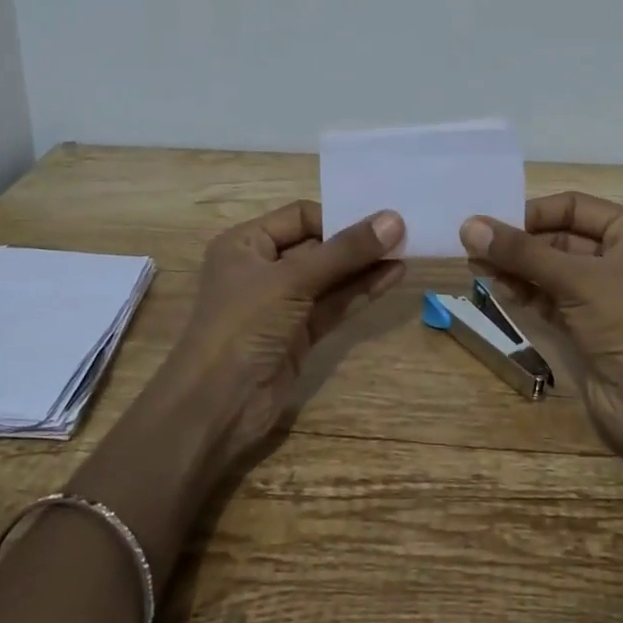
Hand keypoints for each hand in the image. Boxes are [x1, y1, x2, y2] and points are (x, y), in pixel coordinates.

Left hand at [160, 201, 404, 476]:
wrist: (216, 407)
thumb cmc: (243, 326)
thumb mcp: (292, 280)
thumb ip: (344, 251)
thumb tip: (394, 219)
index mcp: (245, 244)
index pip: (300, 216)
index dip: (338, 216)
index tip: (379, 219)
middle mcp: (263, 268)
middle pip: (318, 246)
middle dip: (357, 240)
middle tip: (403, 231)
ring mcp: (282, 304)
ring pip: (330, 277)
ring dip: (365, 265)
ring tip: (407, 251)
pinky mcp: (299, 334)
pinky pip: (334, 304)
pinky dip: (361, 291)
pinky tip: (392, 277)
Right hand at [461, 192, 622, 466]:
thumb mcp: (575, 279)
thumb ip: (520, 252)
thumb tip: (468, 226)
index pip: (574, 207)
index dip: (533, 213)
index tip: (492, 224)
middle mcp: (622, 258)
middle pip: (559, 238)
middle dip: (519, 243)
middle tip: (474, 247)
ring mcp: (604, 295)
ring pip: (551, 269)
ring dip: (516, 267)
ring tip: (477, 267)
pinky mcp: (588, 327)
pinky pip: (550, 298)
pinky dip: (526, 291)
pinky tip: (499, 288)